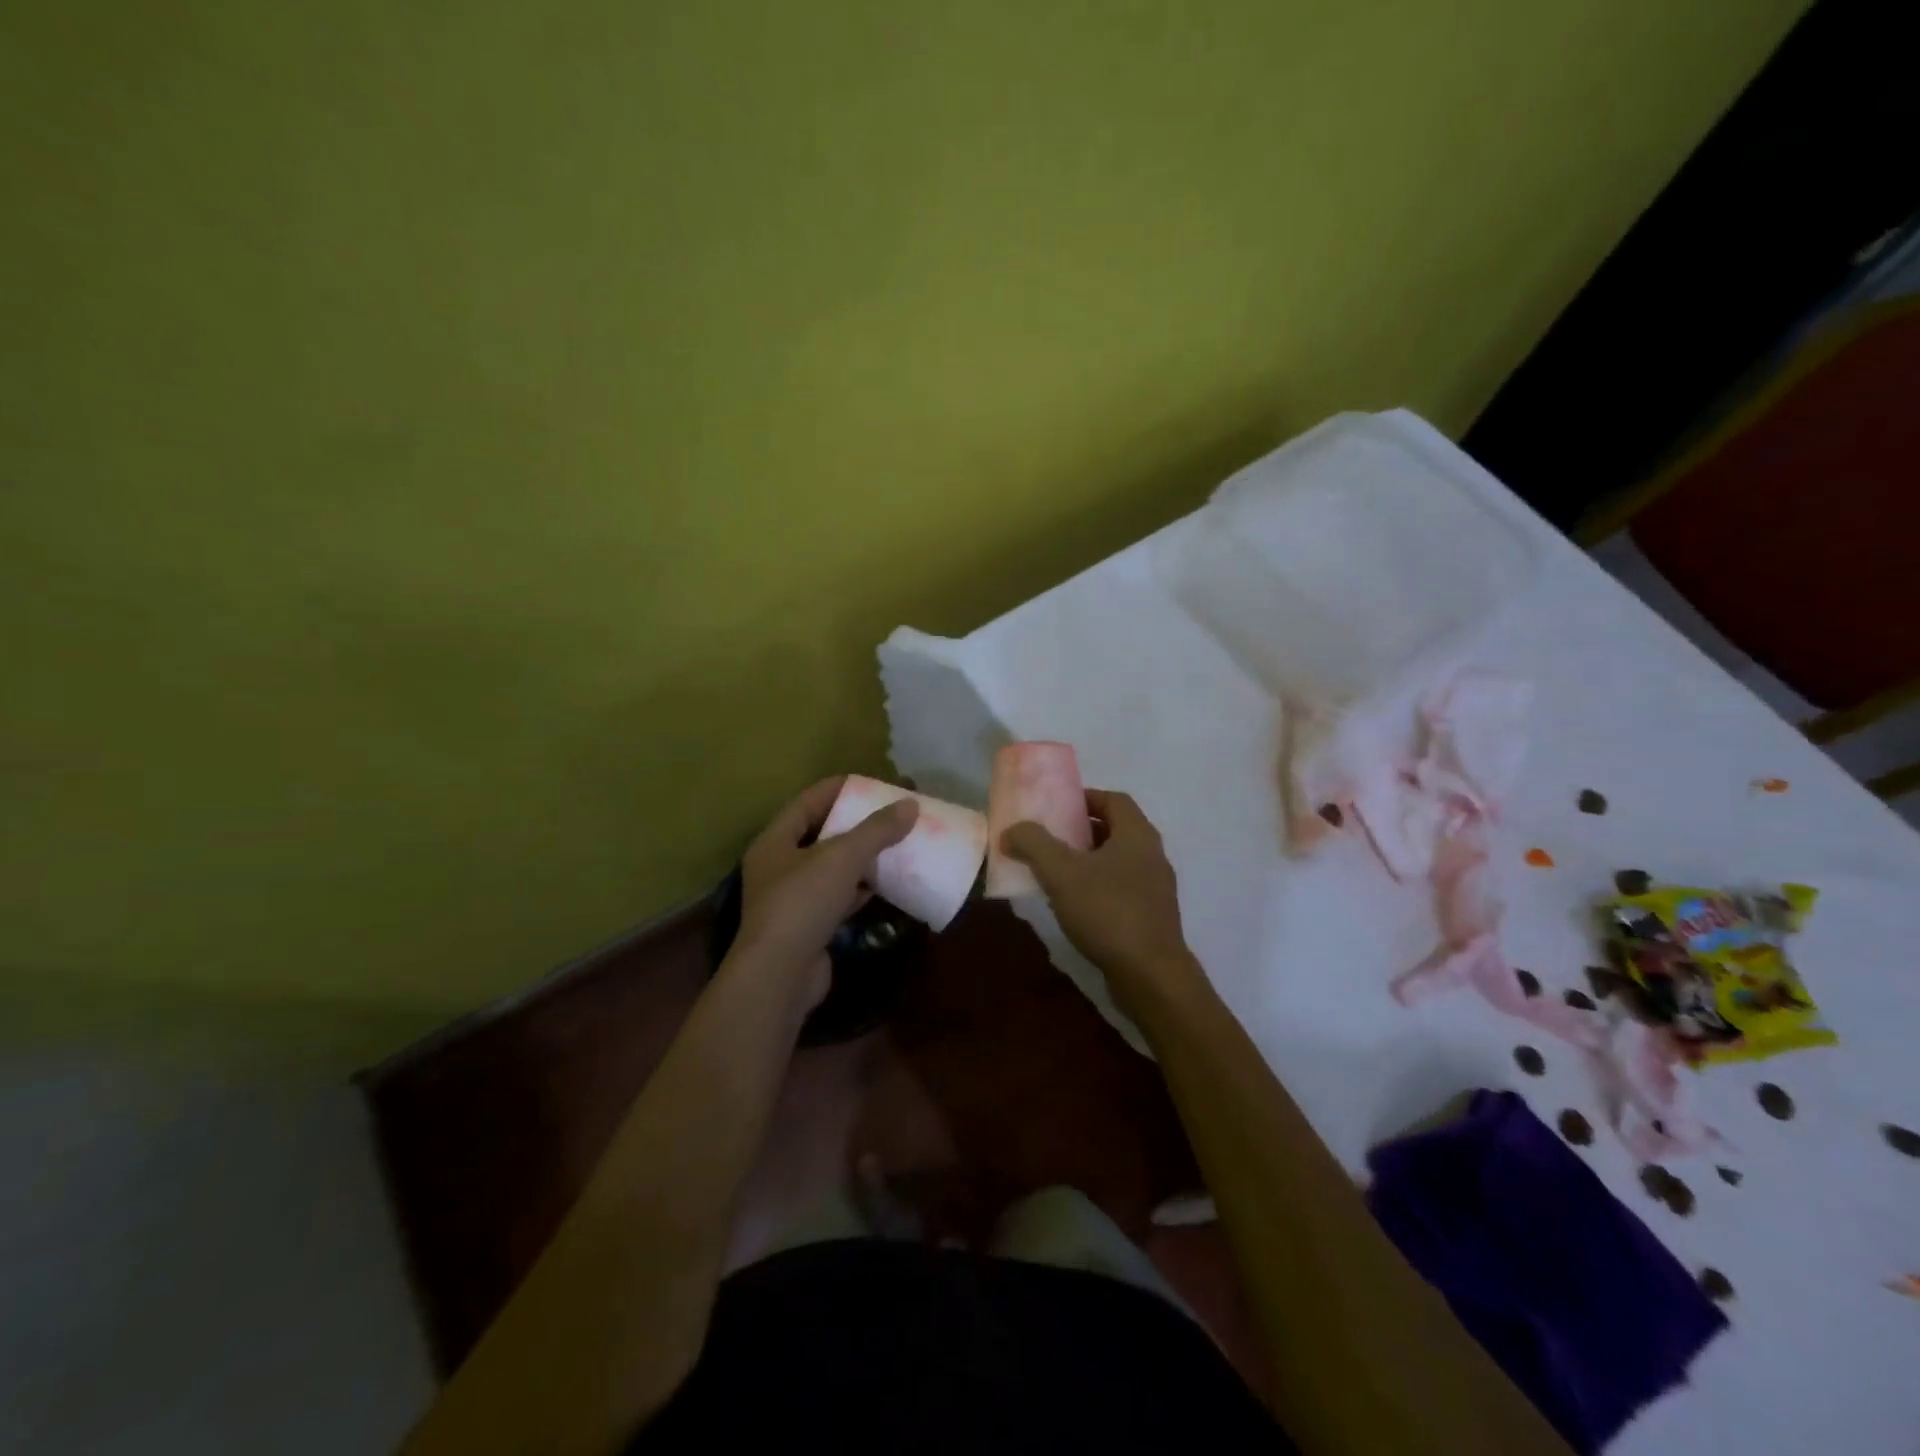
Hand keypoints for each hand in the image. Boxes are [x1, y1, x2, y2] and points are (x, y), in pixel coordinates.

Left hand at [734, 777, 918, 1007]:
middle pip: (819, 834)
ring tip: (893, 843)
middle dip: (854, 824)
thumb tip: (910, 805)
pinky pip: (838, 897)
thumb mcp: (842, 858)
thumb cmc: (803, 903)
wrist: (781, 975)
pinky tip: (885, 883)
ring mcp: (792, 899)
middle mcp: (778, 867)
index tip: (870, 782)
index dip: (838, 789)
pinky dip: (860, 889)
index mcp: (775, 842)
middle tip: (888, 813)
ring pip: (831, 868)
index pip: (807, 802)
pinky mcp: (809, 927)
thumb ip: (876, 830)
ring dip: (860, 857)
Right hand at [1002, 789, 1202, 1017]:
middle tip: (1050, 838)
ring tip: (1056, 873)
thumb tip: (1012, 830)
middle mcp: (1152, 855)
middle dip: (1082, 830)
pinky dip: (1098, 887)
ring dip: (1088, 861)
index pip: (1115, 799)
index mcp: (1137, 835)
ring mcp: (1156, 888)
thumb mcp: (1061, 873)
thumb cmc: (1108, 912)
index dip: (1086, 797)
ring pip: (1118, 861)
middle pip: (1116, 829)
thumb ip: (1034, 844)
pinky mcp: (1152, 917)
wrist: (1151, 975)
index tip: (1058, 806)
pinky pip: (1122, 889)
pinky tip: (1074, 906)